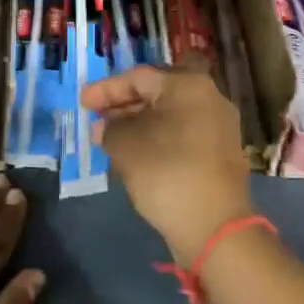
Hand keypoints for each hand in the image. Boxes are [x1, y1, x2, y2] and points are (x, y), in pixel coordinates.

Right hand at [82, 66, 253, 261]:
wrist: (214, 226)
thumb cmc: (166, 172)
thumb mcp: (125, 145)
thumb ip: (109, 128)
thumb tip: (105, 127)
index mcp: (188, 85)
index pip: (139, 77)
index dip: (106, 89)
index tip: (83, 103)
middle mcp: (210, 98)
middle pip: (157, 93)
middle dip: (123, 105)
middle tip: (96, 119)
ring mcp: (219, 127)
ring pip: (170, 115)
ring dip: (139, 124)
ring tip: (110, 139)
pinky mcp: (220, 154)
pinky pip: (182, 135)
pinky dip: (157, 139)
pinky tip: (136, 155)